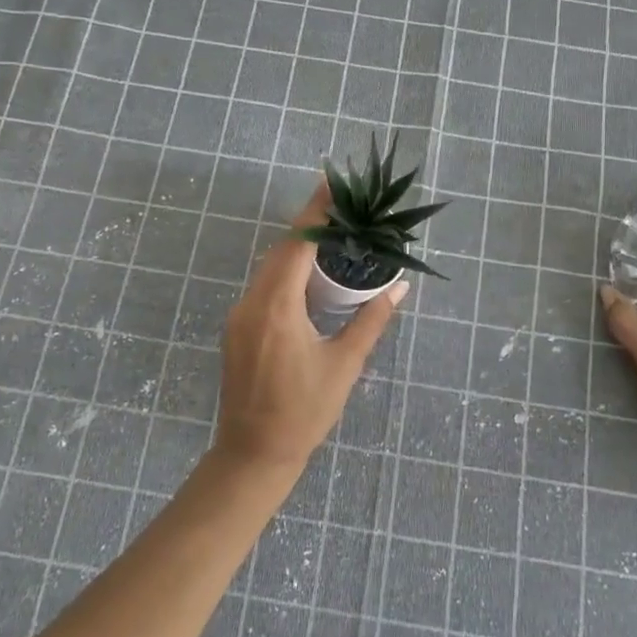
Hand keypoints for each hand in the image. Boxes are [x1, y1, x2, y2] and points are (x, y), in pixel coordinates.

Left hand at [216, 181, 407, 476]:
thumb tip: (400, 289)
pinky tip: (307, 277)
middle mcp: (251, 302)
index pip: (297, 244)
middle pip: (281, 250)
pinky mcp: (236, 328)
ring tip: (330, 236)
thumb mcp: (344, 365)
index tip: (332, 182)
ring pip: (269, 268)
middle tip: (342, 207)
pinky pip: (262, 286)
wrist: (253, 454)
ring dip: (297, 249)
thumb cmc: (304, 412)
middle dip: (309, 225)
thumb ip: (371, 321)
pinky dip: (286, 272)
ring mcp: (239, 315)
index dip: (315, 212)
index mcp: (277, 307)